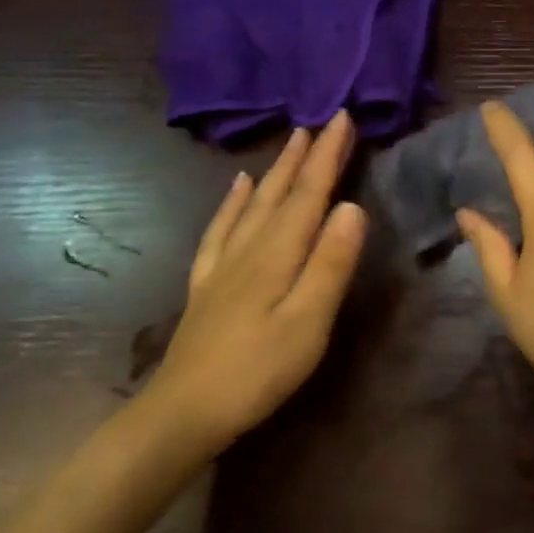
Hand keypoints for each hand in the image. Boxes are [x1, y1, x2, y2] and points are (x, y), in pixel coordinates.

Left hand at [150, 113, 367, 453]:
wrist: (181, 415)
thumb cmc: (257, 372)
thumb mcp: (307, 322)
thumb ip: (330, 264)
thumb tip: (353, 207)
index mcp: (278, 254)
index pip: (310, 194)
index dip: (329, 155)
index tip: (343, 117)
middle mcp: (249, 249)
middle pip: (283, 192)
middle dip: (306, 155)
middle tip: (323, 120)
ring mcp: (224, 266)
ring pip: (254, 204)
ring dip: (277, 170)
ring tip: (291, 142)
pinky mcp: (208, 285)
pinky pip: (221, 230)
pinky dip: (234, 203)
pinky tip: (239, 188)